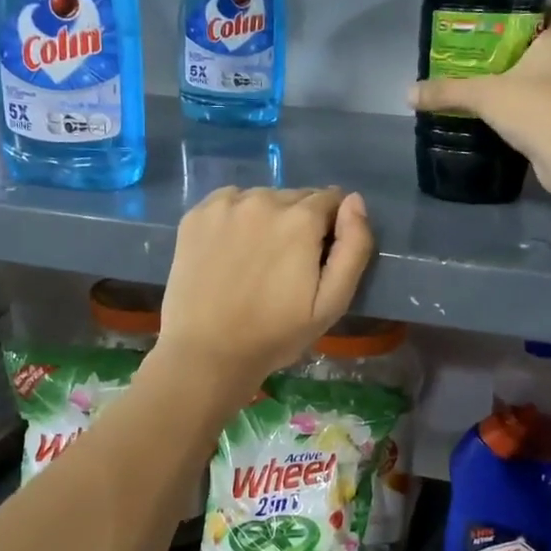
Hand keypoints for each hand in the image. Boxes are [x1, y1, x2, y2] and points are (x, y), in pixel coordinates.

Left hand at [156, 187, 374, 393]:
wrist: (207, 353)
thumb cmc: (275, 334)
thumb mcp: (332, 302)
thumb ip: (354, 246)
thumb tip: (354, 200)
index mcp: (300, 219)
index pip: (331, 199)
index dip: (330, 227)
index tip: (318, 257)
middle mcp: (263, 199)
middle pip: (296, 197)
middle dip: (300, 222)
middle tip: (287, 264)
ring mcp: (225, 205)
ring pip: (262, 198)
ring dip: (268, 218)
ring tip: (257, 259)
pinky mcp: (196, 214)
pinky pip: (229, 202)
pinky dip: (236, 217)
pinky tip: (230, 250)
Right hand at [409, 9, 550, 208]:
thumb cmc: (536, 108)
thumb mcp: (484, 96)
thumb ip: (449, 92)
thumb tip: (410, 93)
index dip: (543, 11)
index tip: (515, 20)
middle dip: (526, 52)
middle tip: (491, 57)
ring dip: (530, 86)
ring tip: (495, 90)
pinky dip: (532, 115)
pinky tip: (507, 122)